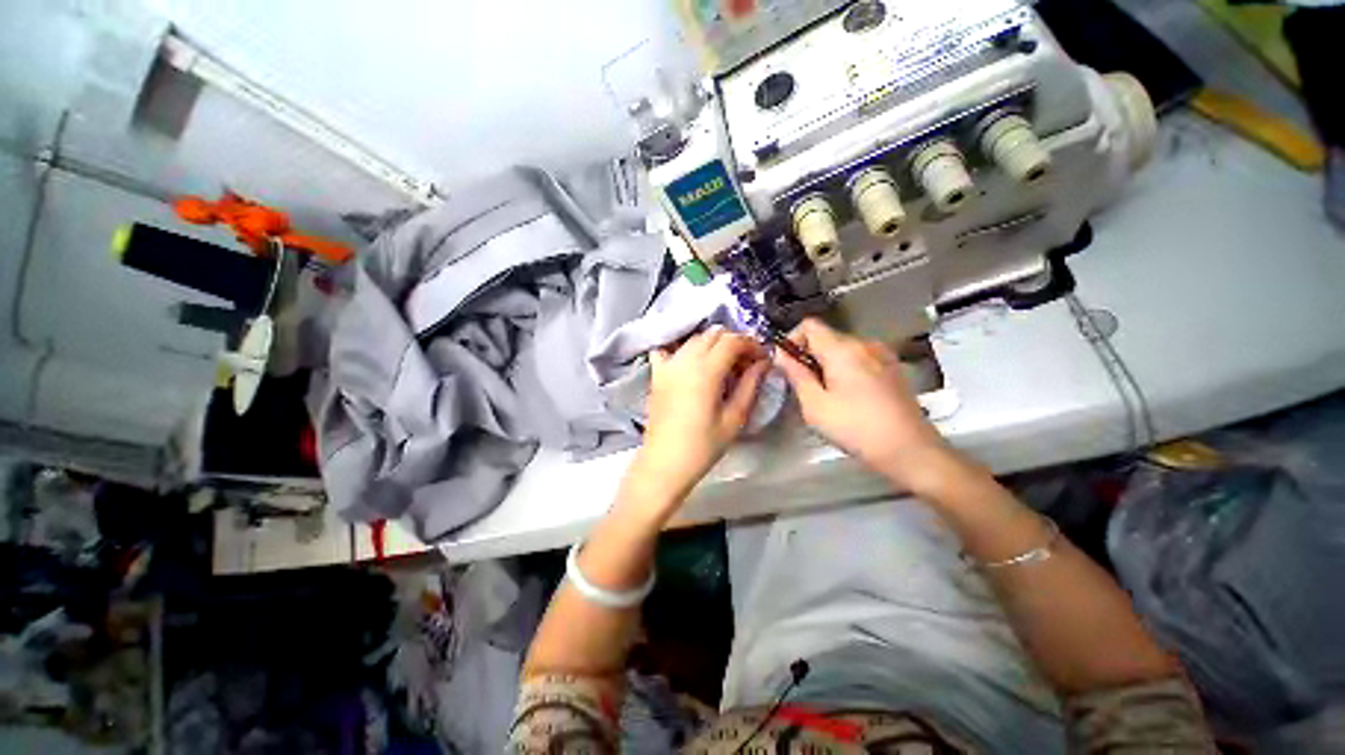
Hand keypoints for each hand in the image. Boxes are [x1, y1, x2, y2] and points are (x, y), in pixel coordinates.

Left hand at [627, 327, 768, 509]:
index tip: (762, 359)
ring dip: (713, 344)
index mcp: (706, 370)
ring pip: (694, 339)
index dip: (751, 344)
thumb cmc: (703, 446)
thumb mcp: (734, 418)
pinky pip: (669, 350)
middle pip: (714, 335)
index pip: (732, 341)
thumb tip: (764, 363)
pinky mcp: (657, 374)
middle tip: (746, 363)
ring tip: (724, 365)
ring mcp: (667, 365)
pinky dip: (682, 349)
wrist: (665, 462)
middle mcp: (685, 360)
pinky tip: (692, 362)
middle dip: (734, 342)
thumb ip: (750, 385)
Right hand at [774, 318, 953, 493]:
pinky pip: (860, 358)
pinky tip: (849, 396)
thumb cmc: (855, 427)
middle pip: (826, 337)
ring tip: (826, 394)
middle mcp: (864, 343)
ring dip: (827, 363)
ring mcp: (882, 354)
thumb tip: (781, 354)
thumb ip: (796, 374)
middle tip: (803, 386)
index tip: (787, 364)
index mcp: (842, 349)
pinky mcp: (892, 368)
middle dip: (809, 355)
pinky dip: (846, 368)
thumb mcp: (814, 404)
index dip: (792, 339)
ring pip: (843, 348)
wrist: (910, 449)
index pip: (809, 325)